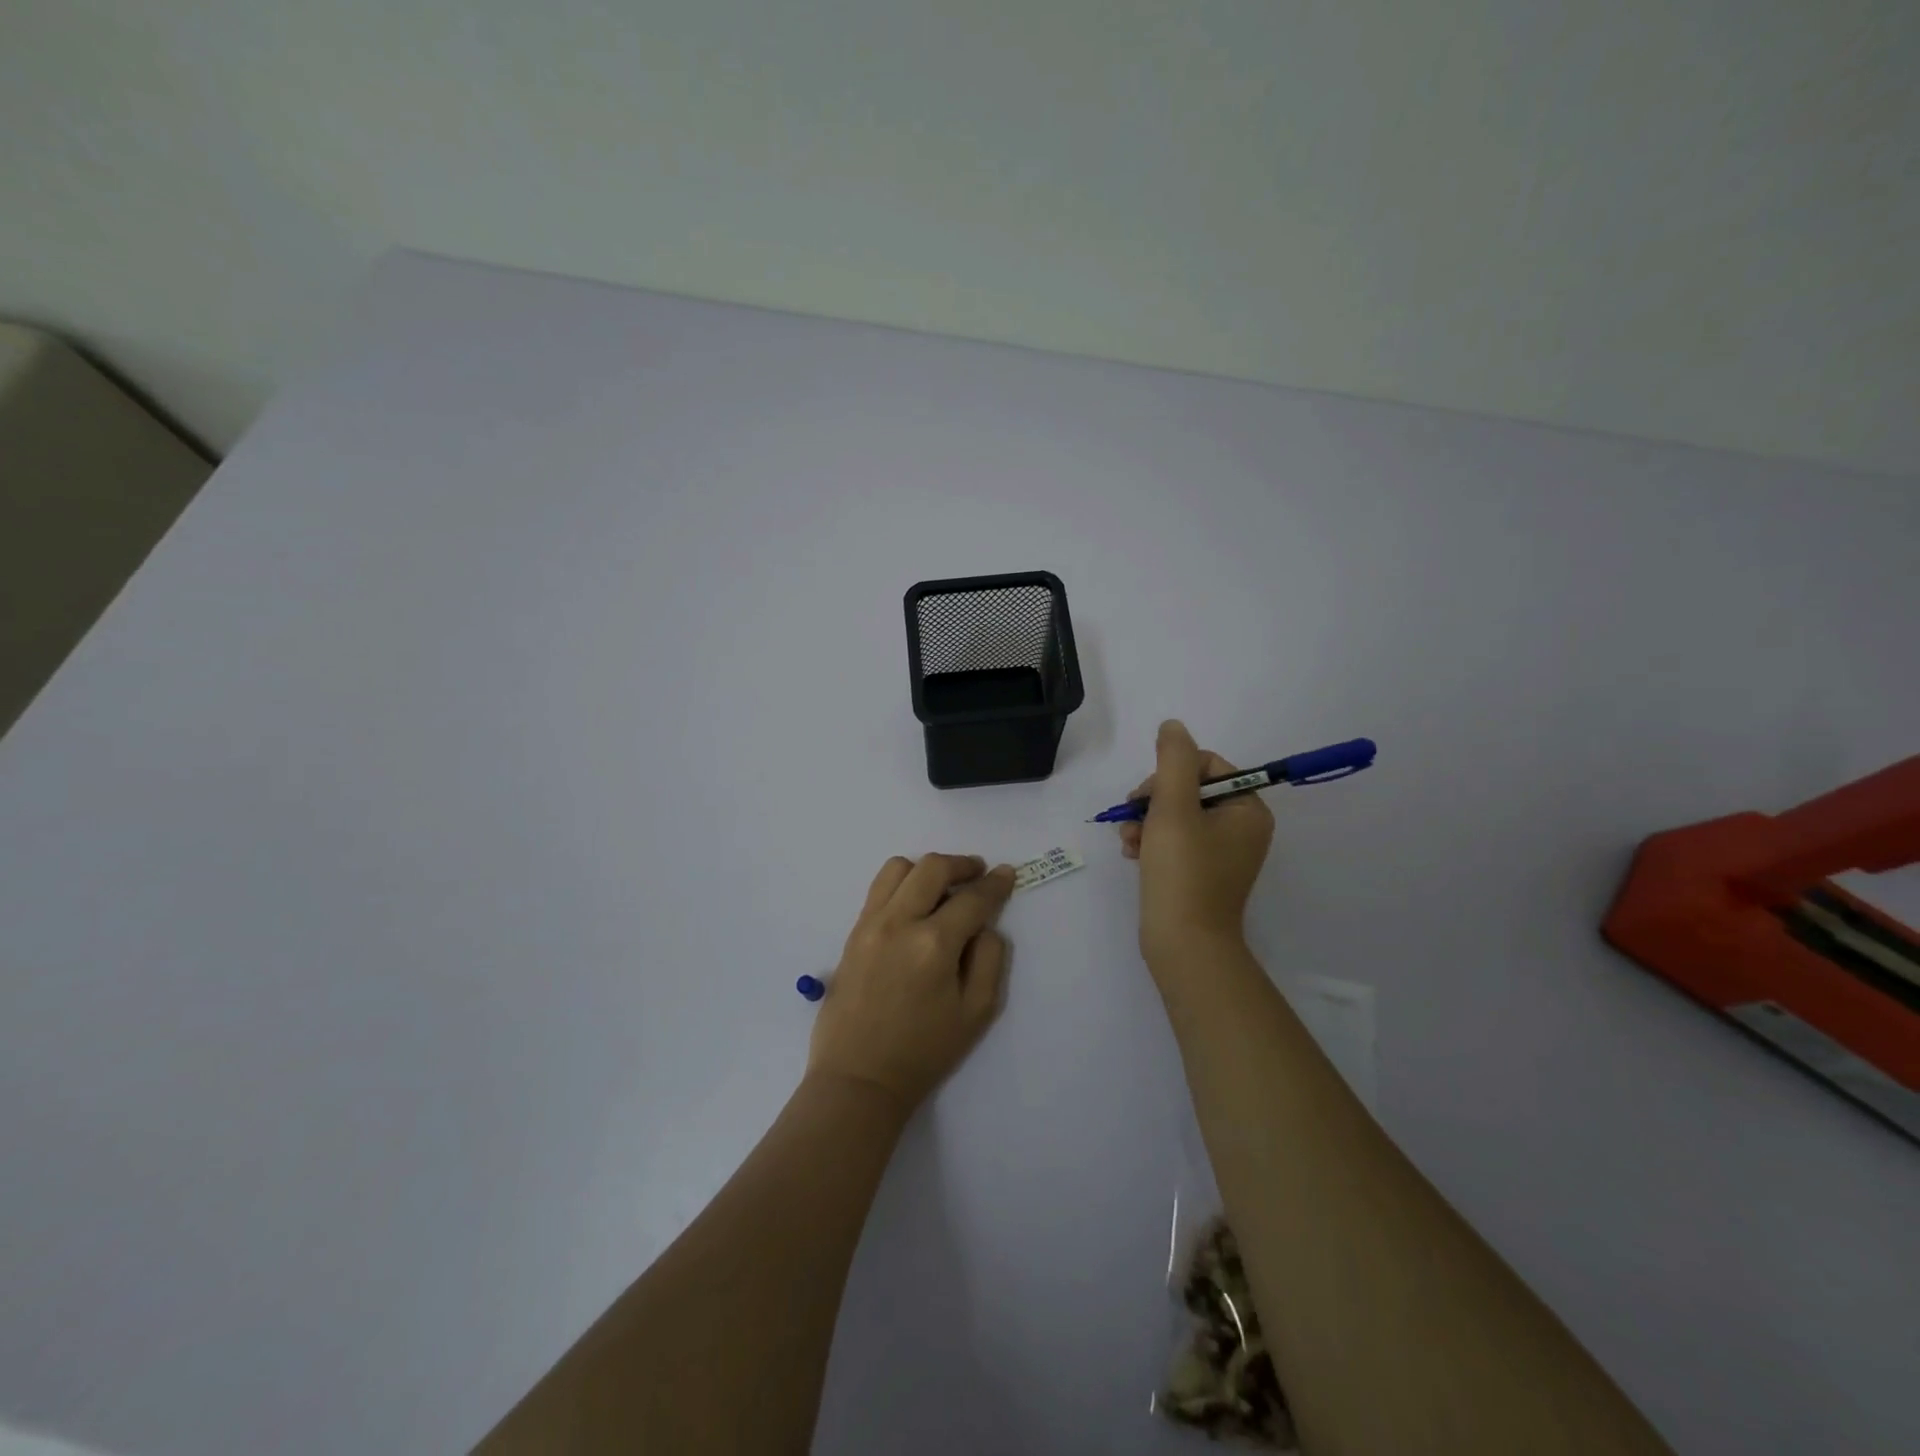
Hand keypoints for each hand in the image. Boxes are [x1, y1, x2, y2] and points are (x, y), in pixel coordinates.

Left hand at [807, 853, 1015, 1112]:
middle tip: (978, 873)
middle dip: (962, 864)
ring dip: (927, 869)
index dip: (995, 884)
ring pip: (899, 868)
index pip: (972, 899)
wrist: (859, 1077)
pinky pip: (879, 888)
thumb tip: (986, 926)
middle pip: (933, 868)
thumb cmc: (924, 1051)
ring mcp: (871, 924)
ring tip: (942, 887)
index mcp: (934, 944)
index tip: (1006, 874)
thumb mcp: (976, 1013)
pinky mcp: (853, 932)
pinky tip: (914, 904)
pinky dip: (902, 883)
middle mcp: (899, 922)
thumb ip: (990, 960)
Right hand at [1117, 720, 1274, 966]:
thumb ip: (1173, 760)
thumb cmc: (1183, 872)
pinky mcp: (1202, 874)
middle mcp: (1242, 829)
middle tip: (1133, 817)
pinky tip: (1132, 853)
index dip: (1171, 774)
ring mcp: (1222, 854)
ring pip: (1176, 816)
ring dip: (1146, 820)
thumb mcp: (1173, 807)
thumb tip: (1173, 727)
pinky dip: (1151, 842)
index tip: (1147, 796)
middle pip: (1189, 790)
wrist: (1184, 945)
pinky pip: (1175, 842)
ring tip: (1129, 840)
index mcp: (1248, 810)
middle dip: (1154, 800)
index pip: (1207, 766)